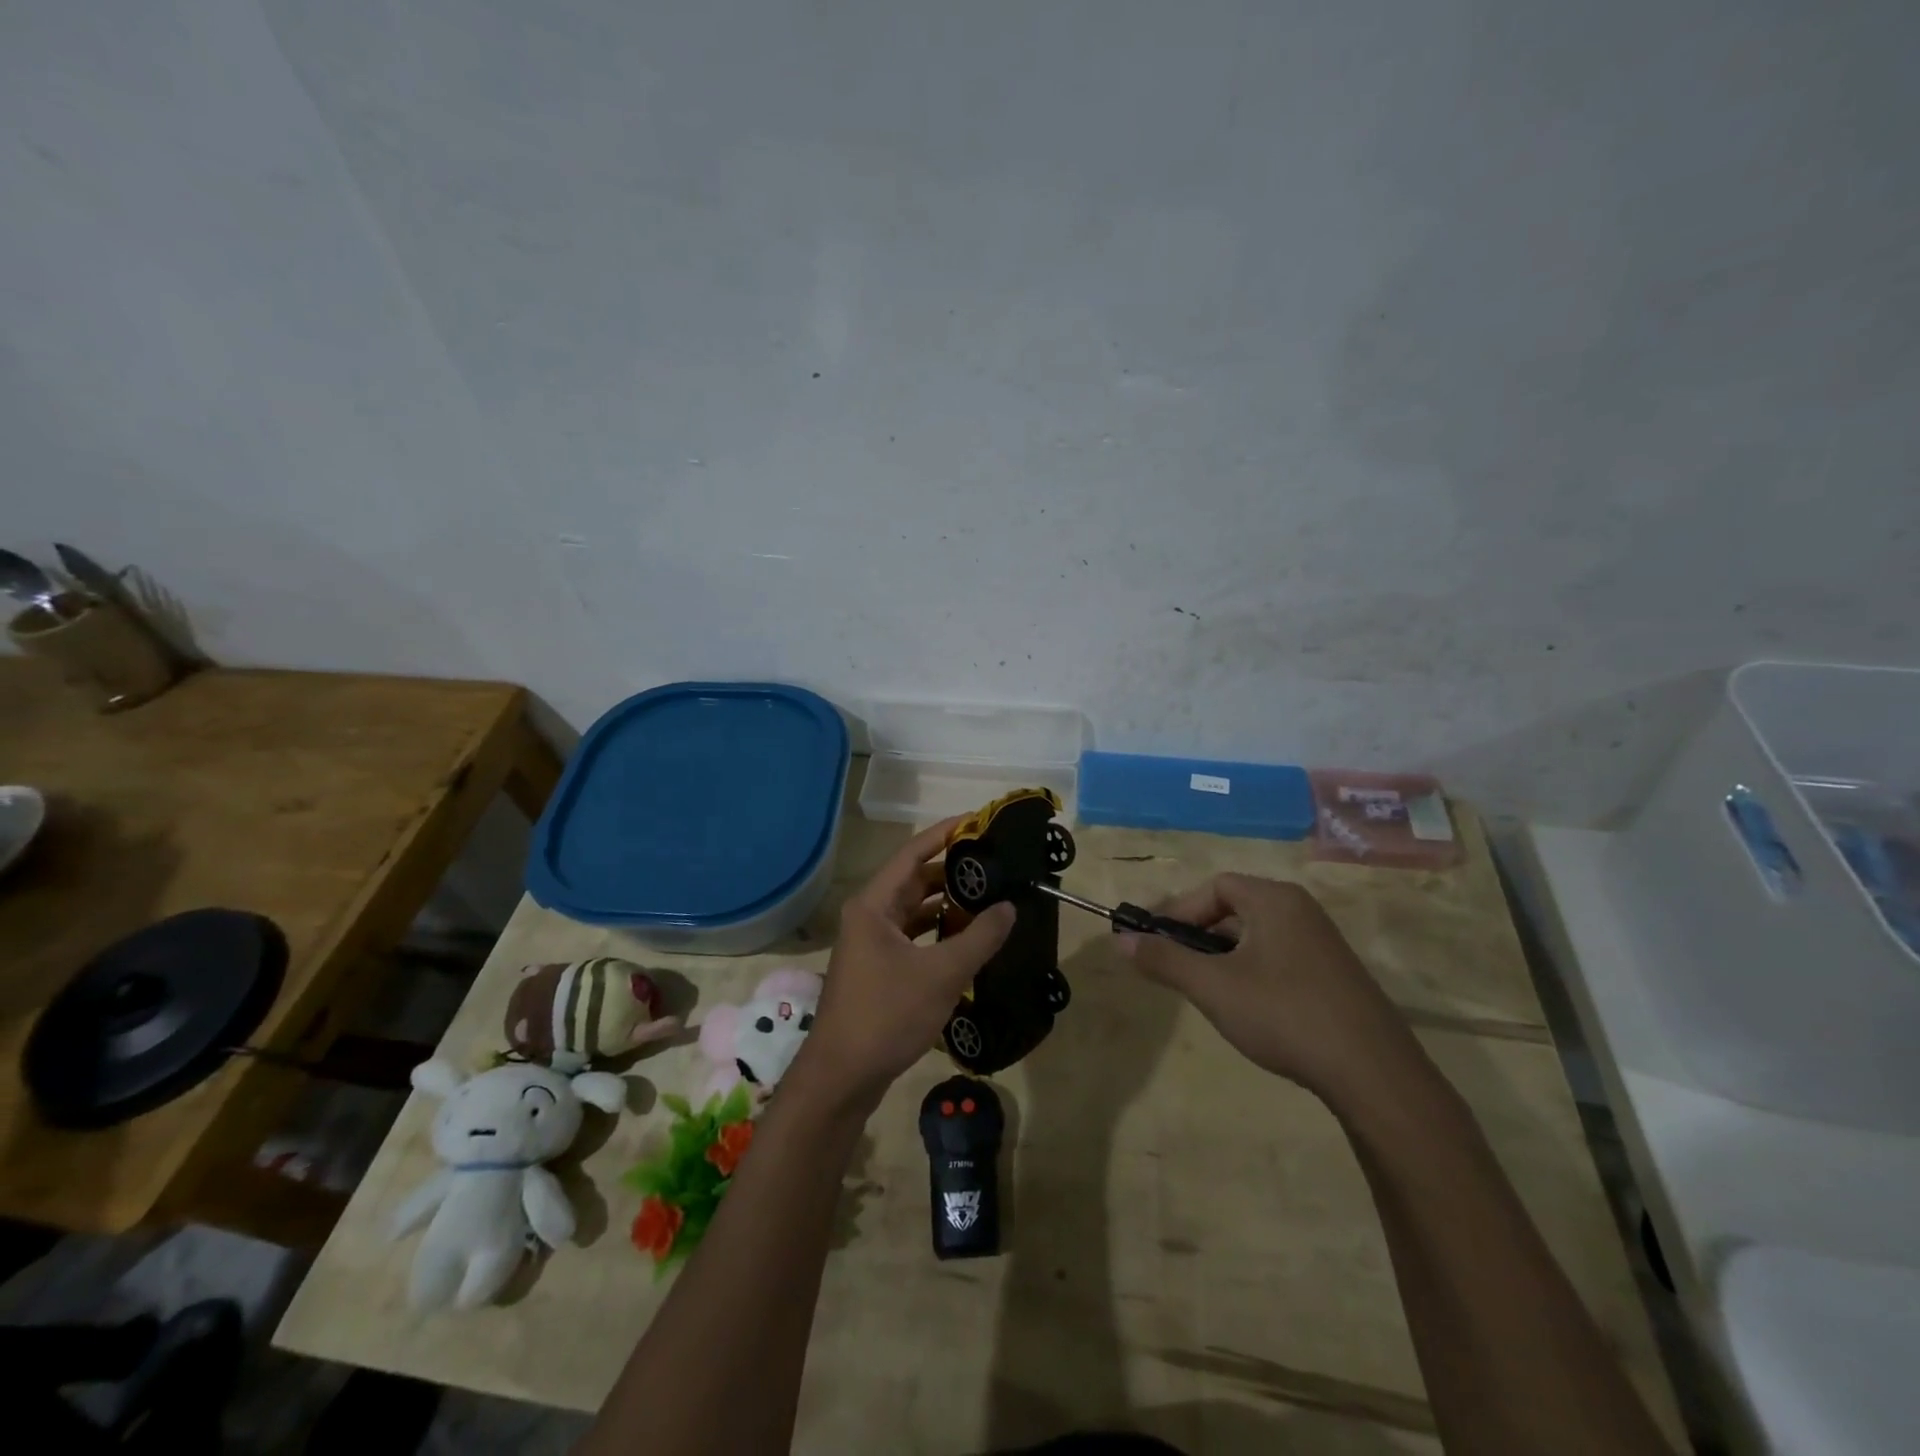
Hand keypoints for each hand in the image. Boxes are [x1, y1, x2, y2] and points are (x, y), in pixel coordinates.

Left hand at [790, 819, 1015, 1112]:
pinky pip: (913, 936)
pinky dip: (939, 933)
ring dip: (948, 905)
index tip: (979, 822)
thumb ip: (979, 937)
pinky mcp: (878, 969)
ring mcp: (871, 944)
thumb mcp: (941, 974)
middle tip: (994, 865)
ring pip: (915, 911)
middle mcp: (869, 916)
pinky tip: (968, 939)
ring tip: (990, 898)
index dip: (945, 834)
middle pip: (915, 880)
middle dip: (953, 872)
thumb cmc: (887, 1015)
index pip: (913, 853)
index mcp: (874, 905)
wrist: (842, 1077)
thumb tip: (1010, 906)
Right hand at [1119, 874, 1419, 1106]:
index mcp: (1275, 900)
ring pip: (1257, 936)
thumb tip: (1120, 940)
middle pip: (1235, 908)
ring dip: (1224, 957)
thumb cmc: (1284, 1015)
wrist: (1374, 1074)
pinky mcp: (1336, 976)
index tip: (1157, 941)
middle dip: (1199, 935)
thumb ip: (1164, 959)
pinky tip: (1248, 1010)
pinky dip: (1252, 972)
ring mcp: (1323, 944)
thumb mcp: (1213, 987)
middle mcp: (1301, 910)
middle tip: (1177, 968)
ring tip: (1207, 992)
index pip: (1215, 887)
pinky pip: (1279, 957)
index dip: (1180, 910)